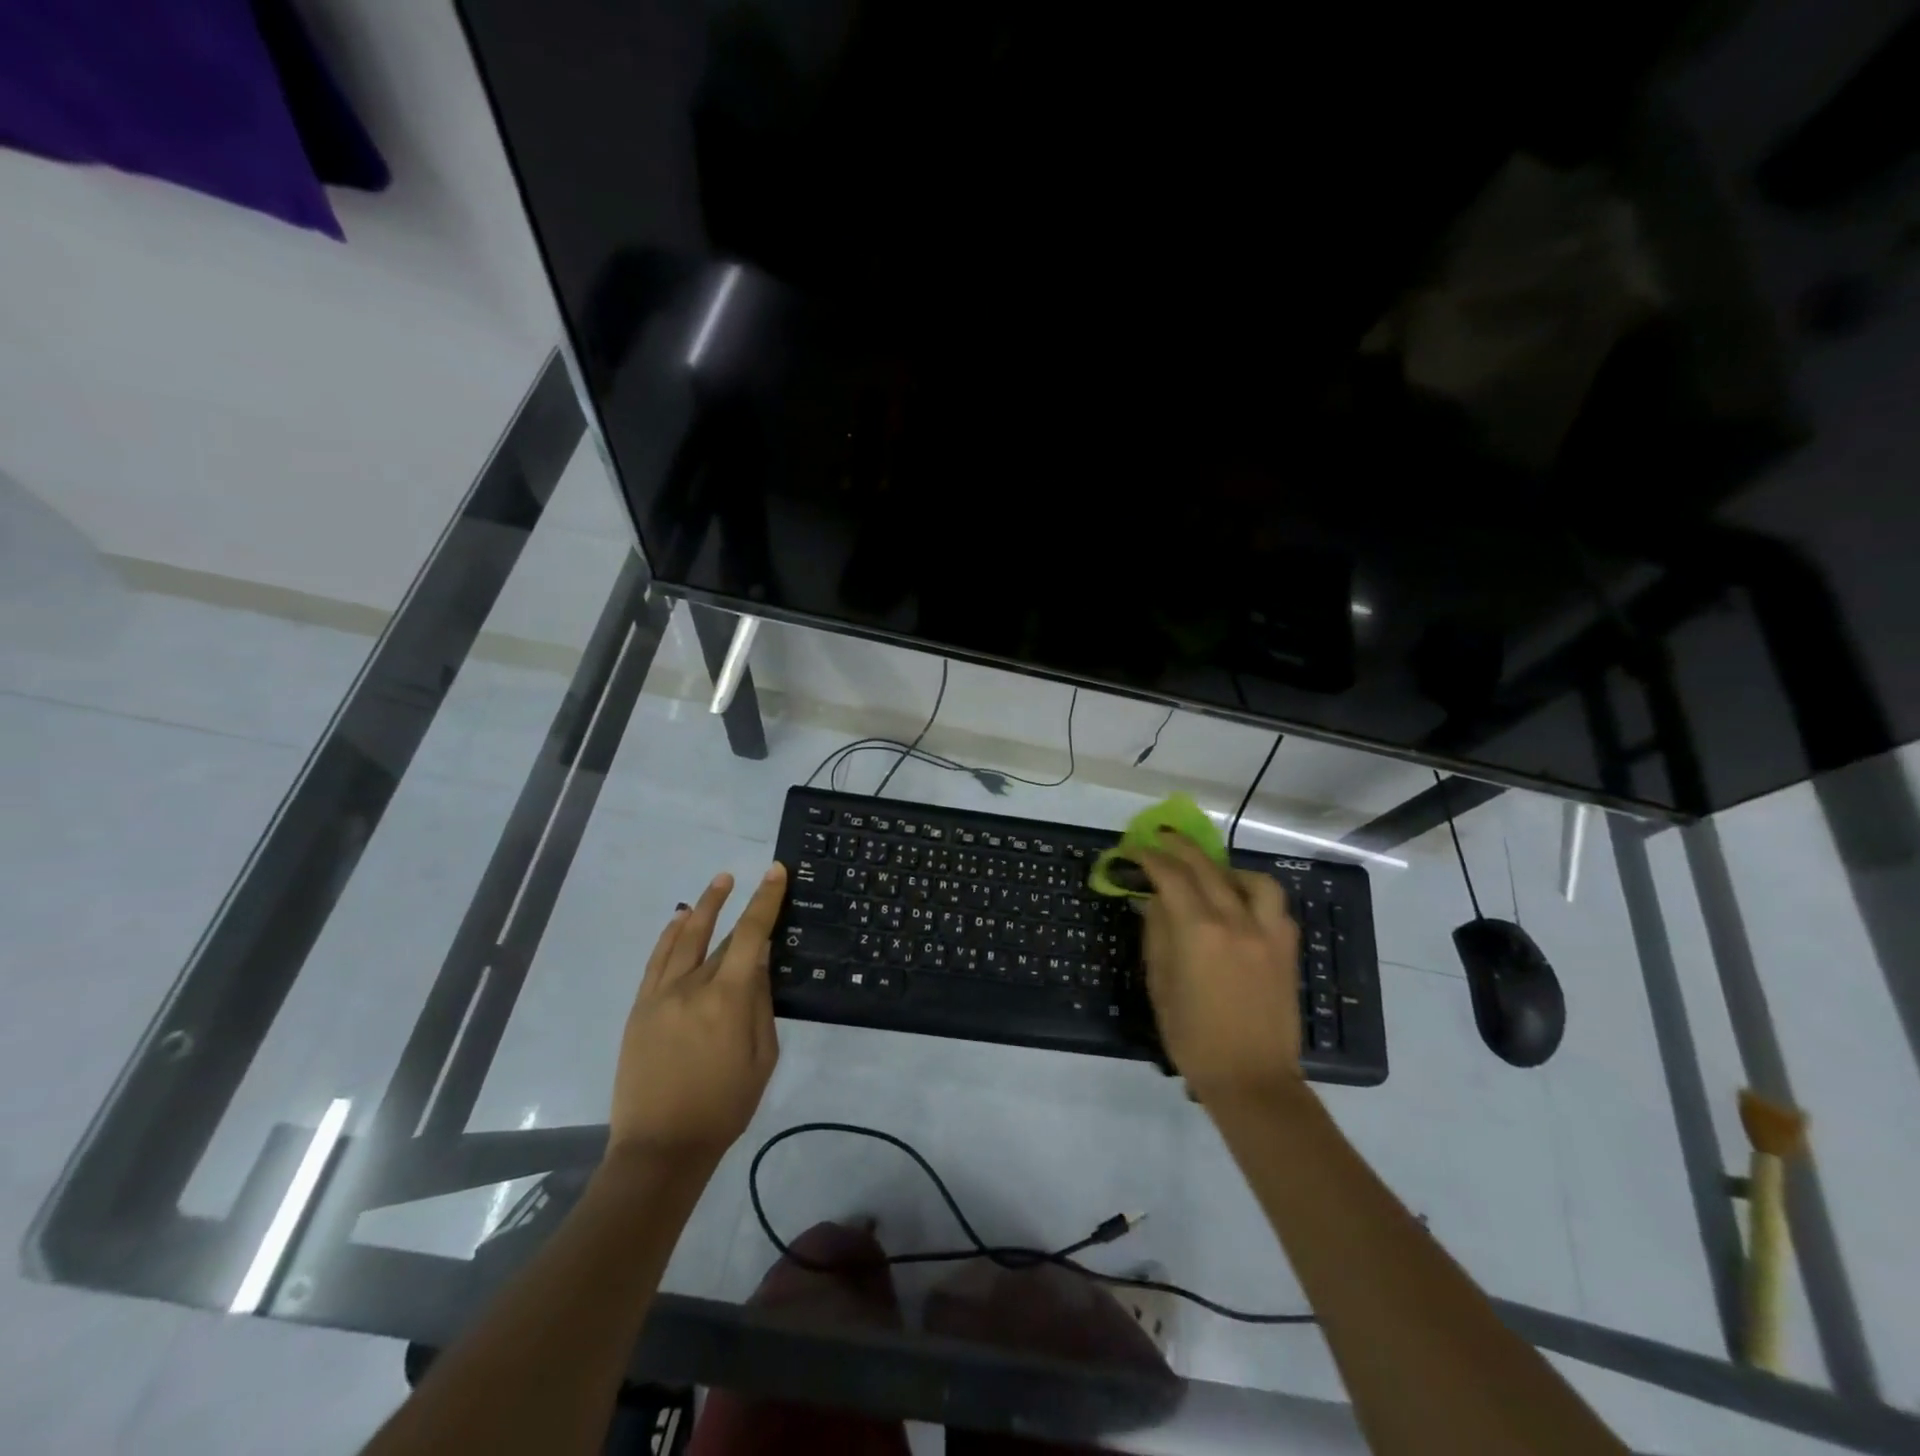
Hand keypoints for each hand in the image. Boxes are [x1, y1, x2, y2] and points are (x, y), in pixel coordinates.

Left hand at [609, 863, 786, 1165]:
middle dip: (740, 903)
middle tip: (755, 875)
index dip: (765, 900)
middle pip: (721, 936)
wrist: (661, 1148)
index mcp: (728, 1000)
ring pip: (684, 938)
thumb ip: (761, 1004)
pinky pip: (657, 961)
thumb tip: (760, 963)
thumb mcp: (762, 1057)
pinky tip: (680, 918)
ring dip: (703, 906)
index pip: (751, 935)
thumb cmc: (724, 1106)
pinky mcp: (640, 1008)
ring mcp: (661, 996)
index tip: (776, 872)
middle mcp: (692, 987)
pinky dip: (669, 935)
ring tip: (719, 881)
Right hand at [1136, 834, 1301, 1105]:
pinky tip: (1240, 904)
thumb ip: (1157, 933)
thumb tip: (1154, 900)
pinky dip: (1254, 893)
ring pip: (1251, 879)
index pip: (1170, 876)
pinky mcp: (1287, 948)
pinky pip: (1274, 905)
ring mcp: (1268, 932)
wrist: (1251, 1078)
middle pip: (1206, 868)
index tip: (1133, 849)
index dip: (1148, 857)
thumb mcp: (1160, 983)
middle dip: (1179, 848)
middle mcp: (1236, 920)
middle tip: (1161, 838)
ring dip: (1225, 868)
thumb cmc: (1193, 1036)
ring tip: (1209, 873)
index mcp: (1199, 931)